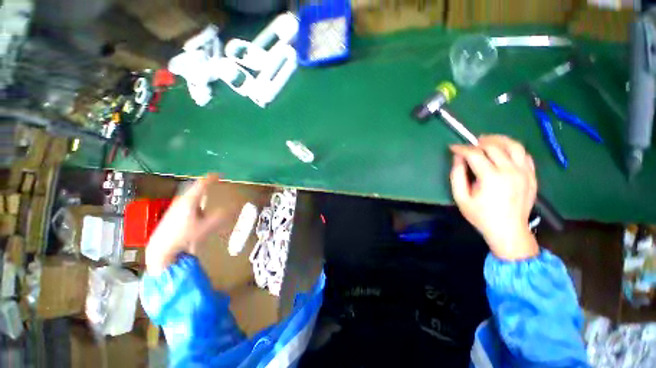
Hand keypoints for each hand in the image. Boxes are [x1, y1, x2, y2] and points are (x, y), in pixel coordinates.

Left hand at [145, 175, 228, 273]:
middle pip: (196, 188)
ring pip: (191, 194)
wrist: (161, 248)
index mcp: (190, 200)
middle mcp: (182, 200)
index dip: (212, 178)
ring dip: (201, 192)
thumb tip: (233, 207)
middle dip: (206, 184)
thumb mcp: (206, 227)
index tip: (220, 174)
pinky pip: (188, 201)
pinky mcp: (173, 212)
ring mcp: (176, 206)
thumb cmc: (184, 236)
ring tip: (209, 193)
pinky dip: (196, 199)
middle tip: (215, 182)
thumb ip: (220, 216)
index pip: (202, 184)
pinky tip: (198, 207)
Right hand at [449, 135, 538, 259]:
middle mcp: (510, 171)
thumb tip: (458, 157)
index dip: (462, 148)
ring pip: (513, 145)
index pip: (475, 154)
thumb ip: (457, 175)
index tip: (453, 147)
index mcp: (491, 177)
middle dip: (477, 143)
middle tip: (468, 146)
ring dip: (498, 140)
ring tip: (486, 141)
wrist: (509, 231)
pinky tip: (503, 151)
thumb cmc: (481, 215)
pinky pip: (524, 154)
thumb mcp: (461, 197)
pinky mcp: (532, 175)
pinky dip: (512, 148)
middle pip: (494, 146)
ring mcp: (524, 172)